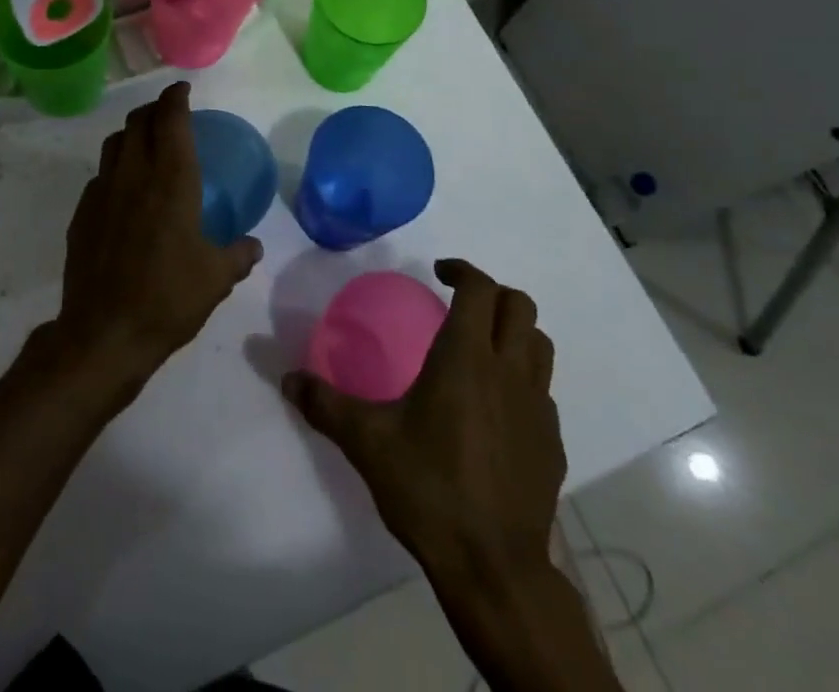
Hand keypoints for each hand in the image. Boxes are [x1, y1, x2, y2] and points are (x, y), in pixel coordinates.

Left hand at [54, 82, 262, 396]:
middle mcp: (134, 175)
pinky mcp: (82, 214)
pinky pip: (100, 177)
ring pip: (114, 144)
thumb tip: (253, 245)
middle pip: (138, 122)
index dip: (175, 97)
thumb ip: (238, 255)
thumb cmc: (168, 298)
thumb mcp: (216, 279)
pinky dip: (115, 169)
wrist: (104, 334)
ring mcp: (102, 192)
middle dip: (153, 109)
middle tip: (168, 114)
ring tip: (145, 144)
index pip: (171, 119)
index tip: (182, 90)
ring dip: (131, 134)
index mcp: (171, 180)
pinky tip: (124, 192)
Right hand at [282, 259, 564, 581]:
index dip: (461, 270)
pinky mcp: (552, 443)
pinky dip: (523, 380)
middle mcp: (509, 371)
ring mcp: (538, 408)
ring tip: (482, 347)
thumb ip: (324, 403)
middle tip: (459, 304)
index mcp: (466, 357)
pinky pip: (543, 392)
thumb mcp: (366, 442)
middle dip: (491, 293)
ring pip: (539, 345)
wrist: (494, 567)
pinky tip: (495, 408)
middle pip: (519, 306)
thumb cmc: (429, 489)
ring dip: (514, 332)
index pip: (479, 288)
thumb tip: (286, 378)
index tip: (438, 273)